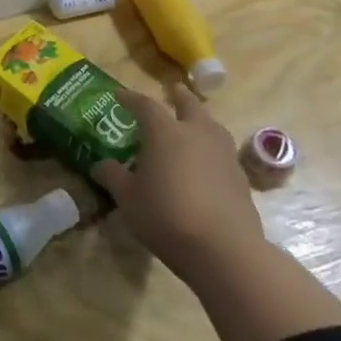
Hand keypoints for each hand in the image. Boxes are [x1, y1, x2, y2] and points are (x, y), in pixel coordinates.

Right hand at [92, 85, 264, 281]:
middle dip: (179, 97)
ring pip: (211, 126)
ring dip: (200, 120)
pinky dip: (211, 149)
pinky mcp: (240, 178)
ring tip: (191, 126)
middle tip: (172, 91)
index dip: (130, 98)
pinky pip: (222, 152)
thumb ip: (113, 176)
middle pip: (189, 105)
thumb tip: (100, 165)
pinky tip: (204, 164)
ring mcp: (224, 154)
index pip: (145, 105)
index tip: (119, 96)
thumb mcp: (128, 198)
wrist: (224, 250)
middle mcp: (197, 134)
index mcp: (165, 132)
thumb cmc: (166, 215)